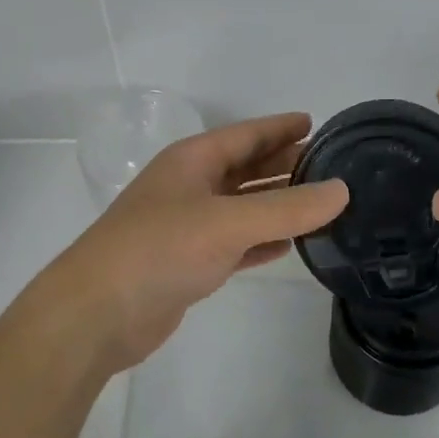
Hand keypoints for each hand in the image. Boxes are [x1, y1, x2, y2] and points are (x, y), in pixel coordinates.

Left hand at [41, 112, 348, 374]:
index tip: (316, 123)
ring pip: (242, 206)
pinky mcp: (188, 263)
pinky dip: (261, 241)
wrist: (96, 314)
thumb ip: (287, 208)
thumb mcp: (228, 223)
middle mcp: (190, 186)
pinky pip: (236, 242)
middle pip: (245, 167)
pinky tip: (289, 245)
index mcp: (193, 161)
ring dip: (276, 203)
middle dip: (283, 163)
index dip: (280, 127)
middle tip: (329, 165)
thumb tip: (341, 190)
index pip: (246, 134)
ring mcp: (187, 226)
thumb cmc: (160, 250)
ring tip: (319, 202)